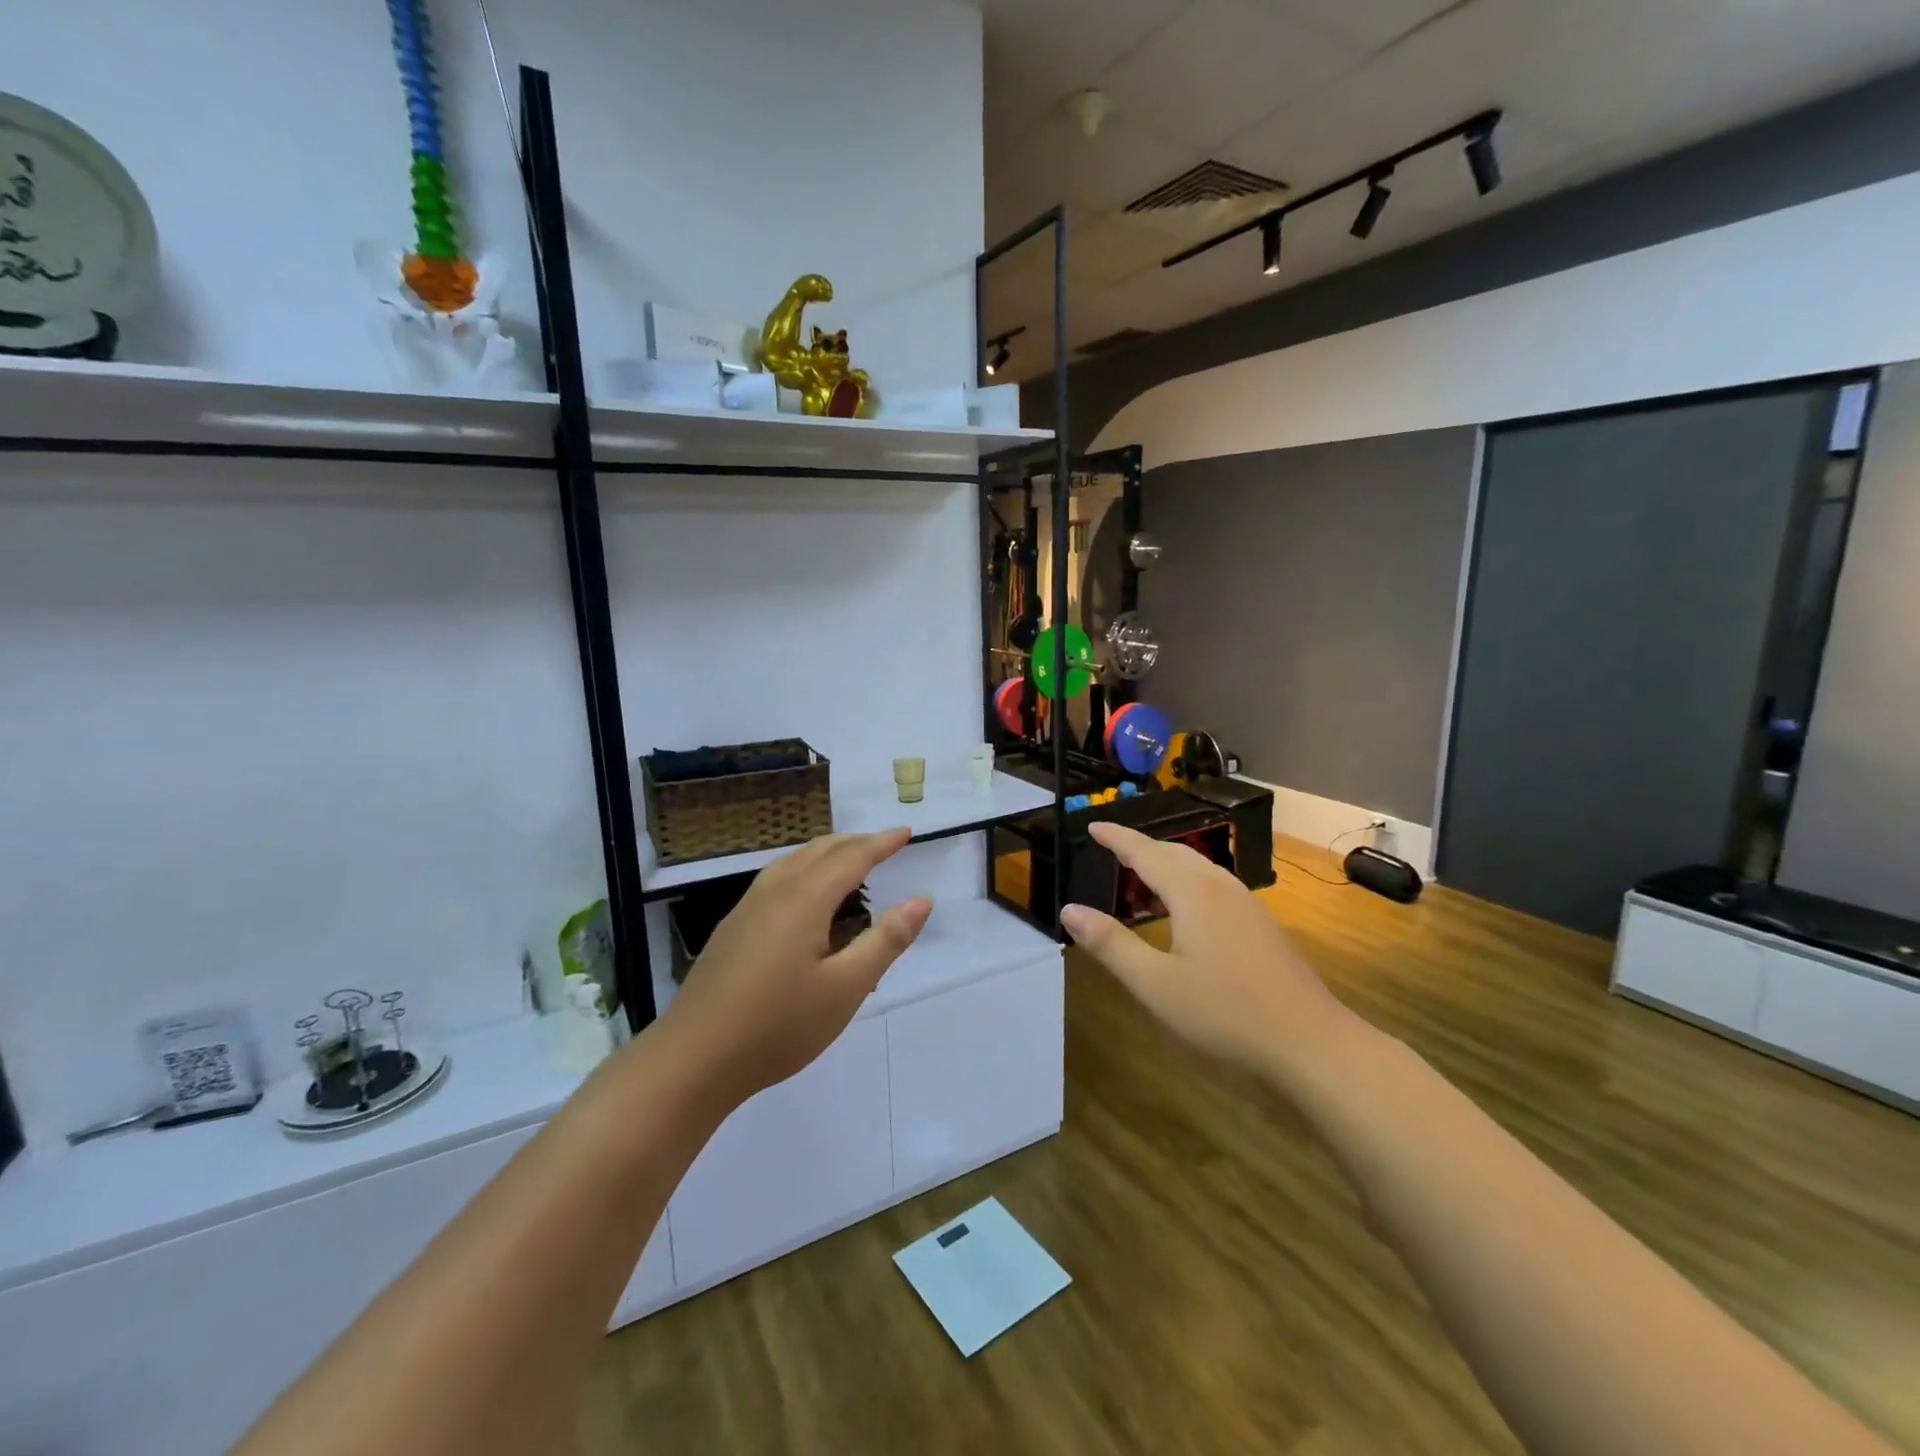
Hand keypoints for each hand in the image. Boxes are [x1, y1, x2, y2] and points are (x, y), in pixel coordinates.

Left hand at [660, 829, 930, 1107]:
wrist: (693, 1059)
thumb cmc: (778, 1025)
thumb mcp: (845, 988)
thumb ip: (886, 940)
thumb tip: (922, 899)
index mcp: (804, 899)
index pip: (852, 858)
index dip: (882, 844)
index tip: (906, 832)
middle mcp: (774, 892)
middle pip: (819, 851)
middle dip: (855, 843)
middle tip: (884, 845)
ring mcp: (747, 908)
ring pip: (793, 862)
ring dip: (826, 854)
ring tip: (848, 863)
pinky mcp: (731, 929)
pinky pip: (776, 879)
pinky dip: (803, 870)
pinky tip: (803, 897)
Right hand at [1060, 821, 1352, 1078]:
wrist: (1310, 1041)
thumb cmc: (1225, 1012)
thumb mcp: (1155, 983)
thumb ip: (1110, 944)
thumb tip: (1069, 910)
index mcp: (1191, 892)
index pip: (1144, 852)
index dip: (1116, 838)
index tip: (1092, 825)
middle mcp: (1219, 886)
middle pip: (1173, 852)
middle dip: (1140, 846)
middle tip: (1110, 846)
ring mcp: (1245, 903)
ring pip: (1197, 867)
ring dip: (1165, 861)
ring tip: (1141, 871)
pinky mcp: (1260, 923)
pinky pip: (1213, 883)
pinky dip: (1186, 879)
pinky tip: (1185, 906)